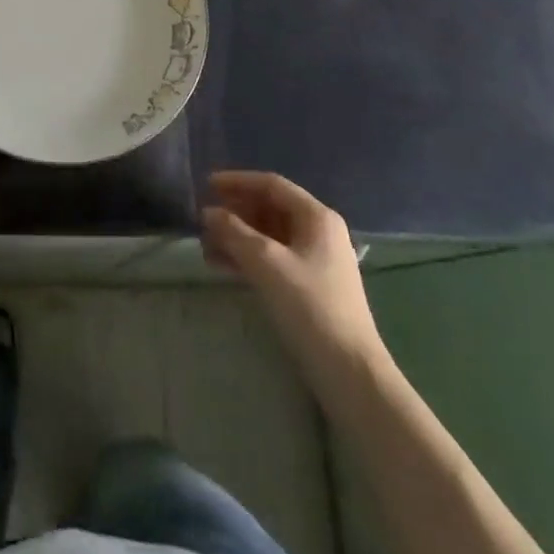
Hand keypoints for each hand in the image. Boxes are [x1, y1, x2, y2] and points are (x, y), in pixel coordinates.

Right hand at [201, 170, 383, 364]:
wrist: (349, 372)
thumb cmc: (309, 307)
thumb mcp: (266, 263)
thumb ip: (234, 232)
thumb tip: (208, 212)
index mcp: (316, 217)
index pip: (271, 185)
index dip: (237, 181)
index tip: (206, 185)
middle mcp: (318, 232)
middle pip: (269, 208)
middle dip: (235, 212)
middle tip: (204, 219)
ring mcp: (315, 260)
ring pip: (268, 235)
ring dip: (237, 237)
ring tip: (206, 246)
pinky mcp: (309, 285)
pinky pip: (272, 258)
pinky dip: (248, 257)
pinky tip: (222, 266)